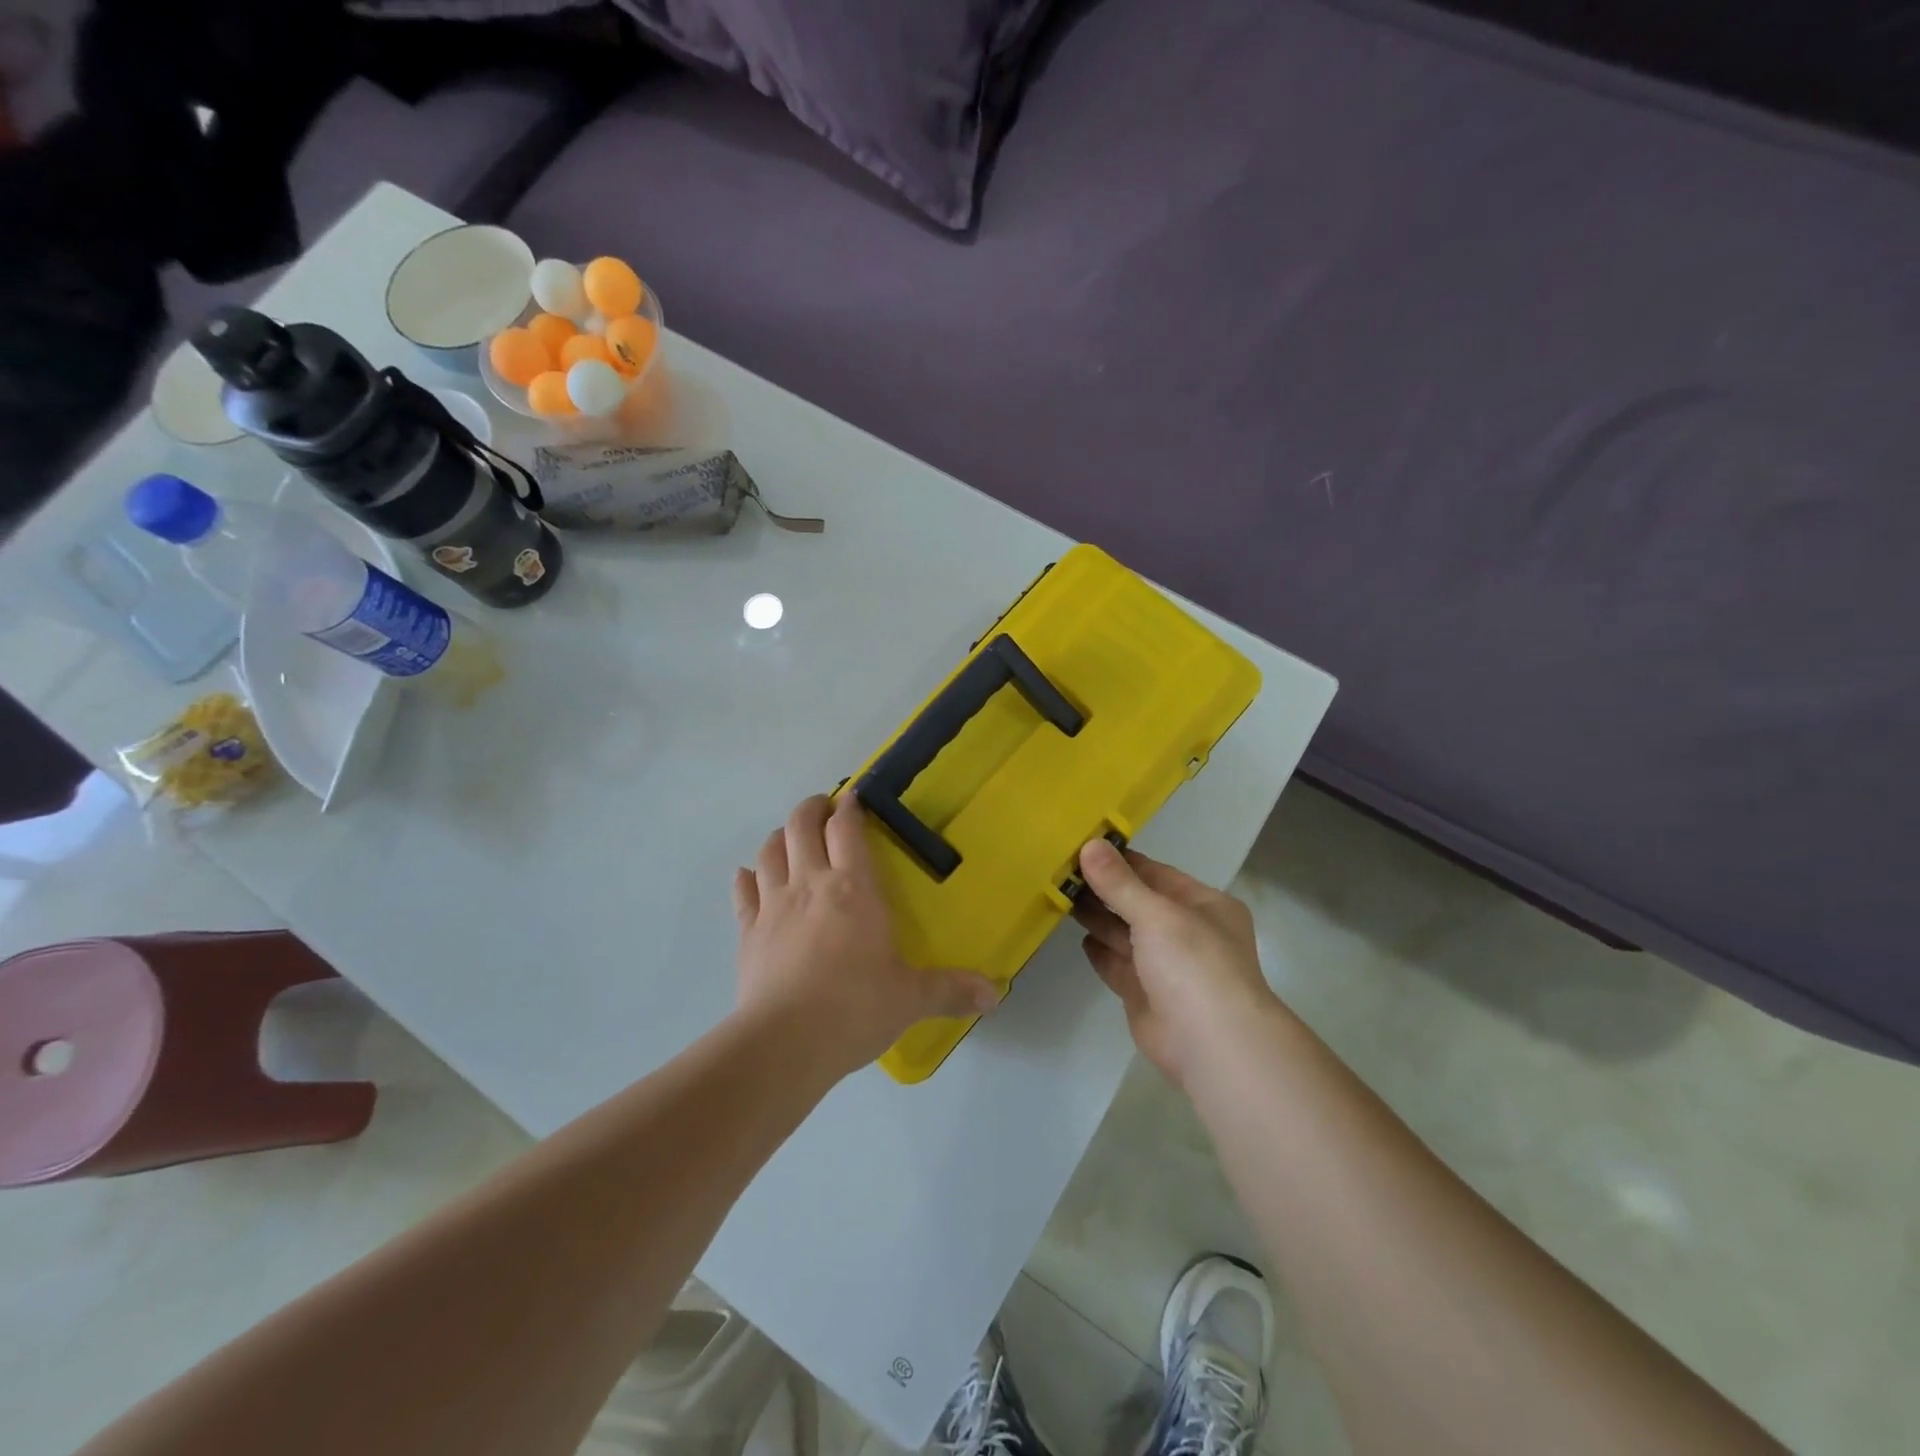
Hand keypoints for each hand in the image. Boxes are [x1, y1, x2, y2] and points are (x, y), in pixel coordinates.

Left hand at [732, 794, 1000, 1078]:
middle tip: (823, 809)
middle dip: (811, 809)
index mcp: (853, 888)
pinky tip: (749, 876)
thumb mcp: (911, 998)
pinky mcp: (747, 932)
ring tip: (789, 838)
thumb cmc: (855, 1008)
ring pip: (769, 851)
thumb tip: (996, 994)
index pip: (847, 829)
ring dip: (779, 837)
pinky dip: (746, 877)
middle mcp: (810, 884)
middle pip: (800, 826)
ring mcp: (773, 906)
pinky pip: (743, 891)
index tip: (853, 799)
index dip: (849, 808)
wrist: (785, 1043)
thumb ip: (951, 990)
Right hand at [1074, 840, 1282, 1088]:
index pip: (1156, 874)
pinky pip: (1119, 966)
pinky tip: (1079, 938)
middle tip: (1061, 871)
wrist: (1212, 1046)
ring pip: (1126, 934)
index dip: (1121, 861)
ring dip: (1098, 917)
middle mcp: (1187, 932)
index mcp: (1204, 906)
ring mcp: (1166, 967)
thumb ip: (1119, 883)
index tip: (1082, 847)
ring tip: (1060, 896)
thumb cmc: (1194, 965)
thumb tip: (1090, 845)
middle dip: (1104, 889)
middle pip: (1138, 903)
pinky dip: (1101, 952)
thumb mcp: (1157, 914)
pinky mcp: (1146, 996)